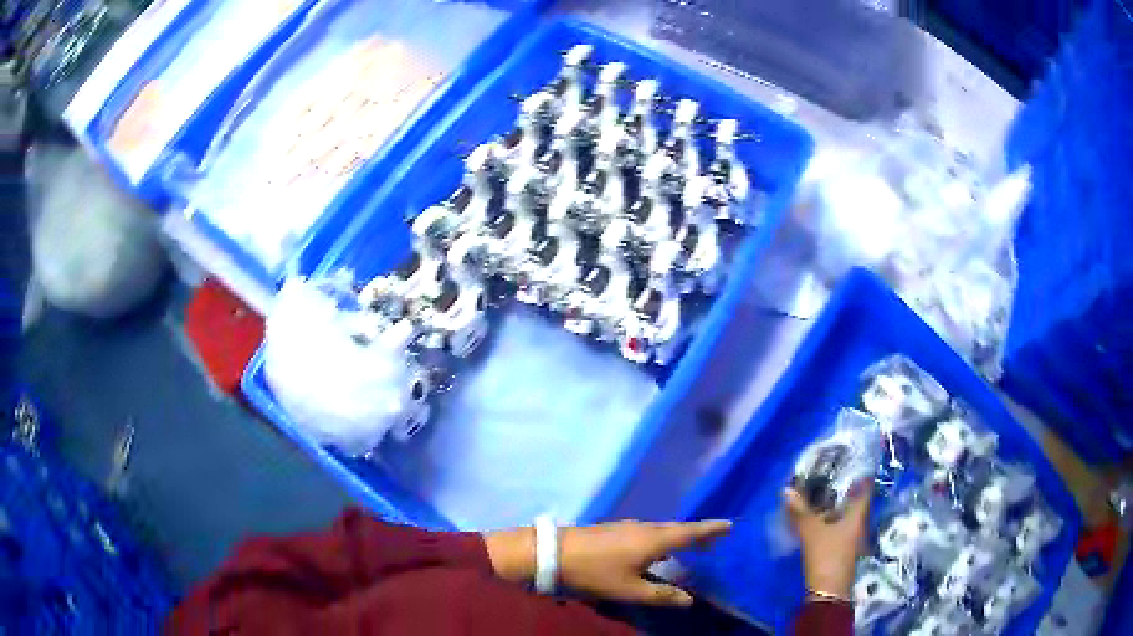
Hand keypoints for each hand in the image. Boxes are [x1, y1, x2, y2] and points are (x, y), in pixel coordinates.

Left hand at [485, 519, 731, 606]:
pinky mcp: (613, 530)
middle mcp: (644, 528)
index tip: (730, 525)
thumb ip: (661, 595)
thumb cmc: (595, 572)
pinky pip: (647, 533)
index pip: (690, 532)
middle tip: (715, 541)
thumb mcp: (629, 590)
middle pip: (677, 529)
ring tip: (690, 548)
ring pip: (661, 531)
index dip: (710, 530)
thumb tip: (689, 600)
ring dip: (678, 537)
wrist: (553, 553)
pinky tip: (656, 552)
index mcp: (654, 539)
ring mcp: (627, 527)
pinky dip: (661, 540)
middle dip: (697, 535)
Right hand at [784, 482, 871, 598]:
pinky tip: (817, 516)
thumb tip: (787, 490)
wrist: (827, 591)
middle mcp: (858, 523)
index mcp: (858, 515)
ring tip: (819, 491)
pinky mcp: (842, 547)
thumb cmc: (827, 555)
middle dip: (843, 488)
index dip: (859, 474)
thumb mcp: (811, 532)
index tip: (849, 461)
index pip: (864, 488)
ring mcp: (851, 536)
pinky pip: (838, 525)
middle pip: (854, 500)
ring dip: (835, 504)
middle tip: (828, 473)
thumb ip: (800, 511)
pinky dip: (830, 518)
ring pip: (845, 514)